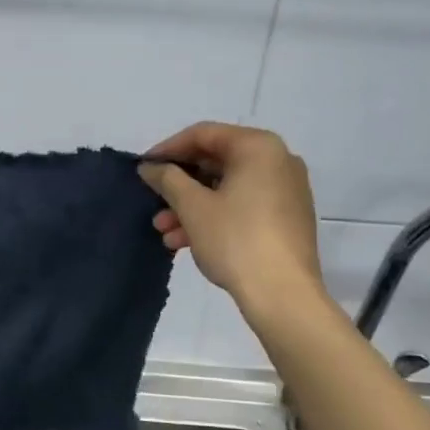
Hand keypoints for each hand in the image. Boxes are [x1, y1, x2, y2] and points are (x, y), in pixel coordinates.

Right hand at [138, 122, 325, 310]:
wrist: (283, 294)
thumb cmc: (236, 240)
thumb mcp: (193, 207)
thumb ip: (168, 179)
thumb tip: (150, 167)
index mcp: (259, 147)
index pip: (204, 134)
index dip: (168, 149)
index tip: (143, 168)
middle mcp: (278, 161)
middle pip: (216, 162)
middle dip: (179, 184)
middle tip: (153, 202)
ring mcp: (285, 191)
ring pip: (227, 188)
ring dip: (191, 206)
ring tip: (164, 230)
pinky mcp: (286, 218)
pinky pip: (242, 206)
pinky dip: (214, 217)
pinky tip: (185, 241)